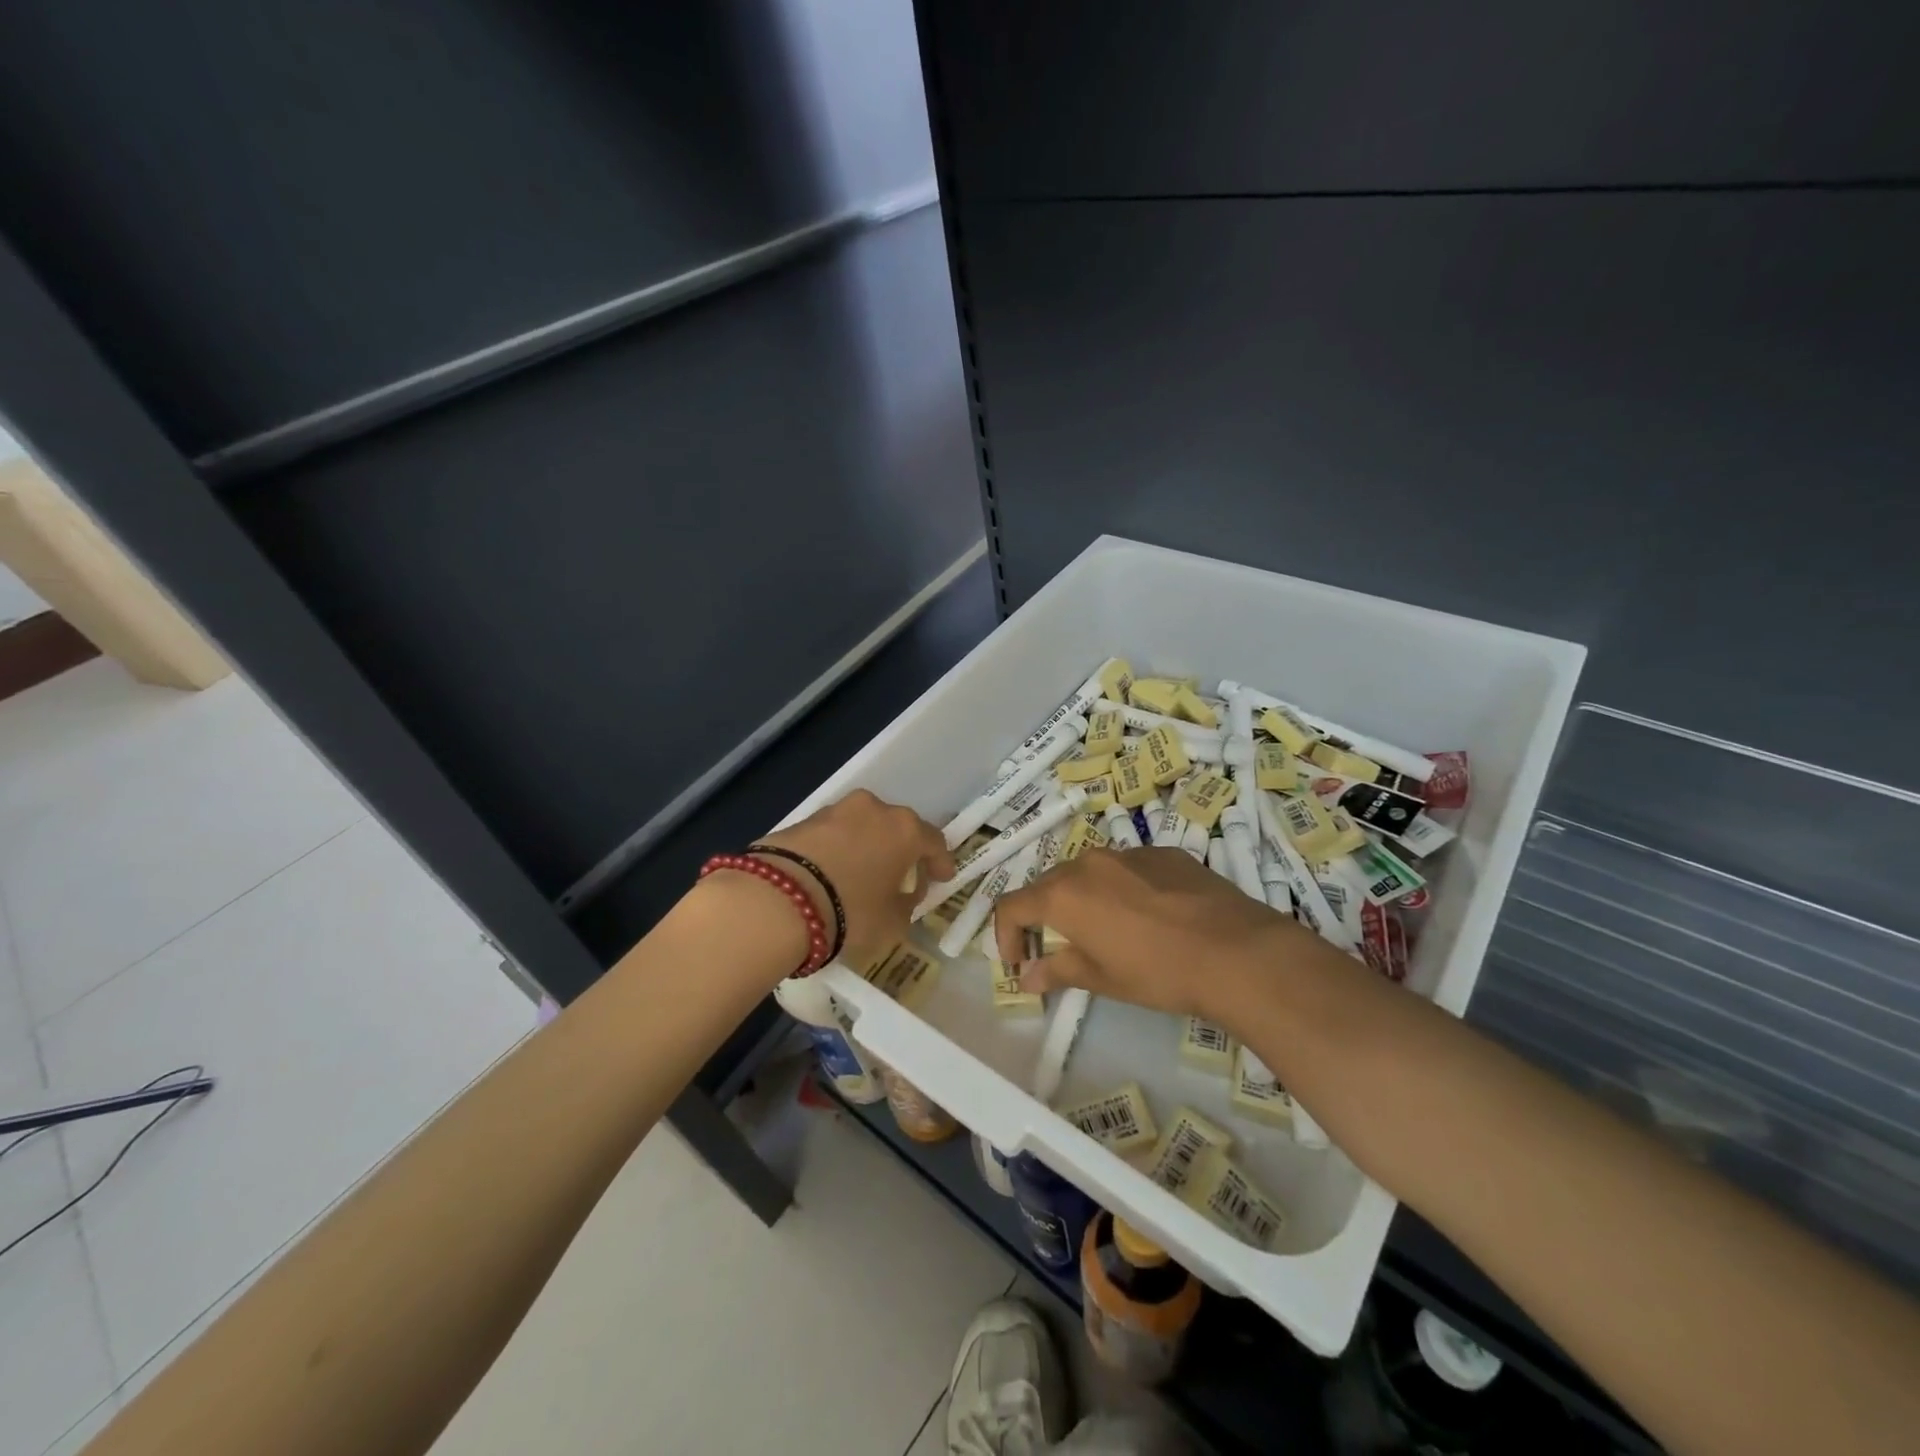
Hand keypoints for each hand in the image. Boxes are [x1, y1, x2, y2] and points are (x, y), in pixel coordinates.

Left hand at [758, 790, 953, 968]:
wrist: (778, 900)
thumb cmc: (851, 912)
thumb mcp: (892, 923)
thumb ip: (905, 905)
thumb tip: (902, 896)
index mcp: (905, 829)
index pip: (934, 841)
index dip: (941, 862)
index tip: (942, 878)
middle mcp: (874, 809)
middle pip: (897, 829)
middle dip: (902, 851)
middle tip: (901, 877)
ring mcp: (836, 810)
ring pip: (863, 827)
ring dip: (868, 847)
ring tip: (862, 875)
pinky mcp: (803, 820)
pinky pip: (833, 835)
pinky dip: (839, 851)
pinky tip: (832, 874)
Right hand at [992, 846, 1313, 1020]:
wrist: (1235, 951)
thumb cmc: (1157, 972)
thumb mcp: (1102, 979)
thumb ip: (1058, 971)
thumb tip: (1028, 976)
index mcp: (1064, 894)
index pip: (1013, 906)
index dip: (1006, 935)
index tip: (1019, 962)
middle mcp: (1089, 863)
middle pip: (1049, 884)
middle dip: (1044, 916)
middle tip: (1057, 949)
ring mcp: (1129, 853)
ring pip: (1090, 872)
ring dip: (1084, 898)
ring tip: (1107, 931)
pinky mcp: (1164, 853)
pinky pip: (1129, 868)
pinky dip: (1123, 889)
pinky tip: (1150, 917)